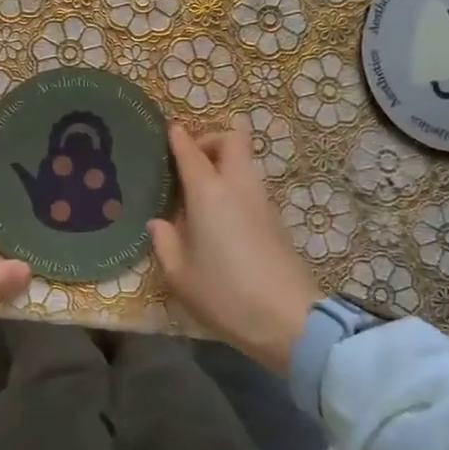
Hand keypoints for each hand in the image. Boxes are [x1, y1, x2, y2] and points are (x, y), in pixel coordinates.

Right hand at [148, 116, 322, 374]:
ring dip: (225, 163)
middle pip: (232, 140)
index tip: (170, 130)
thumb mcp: (180, 275)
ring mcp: (261, 201)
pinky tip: (219, 215)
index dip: (179, 138)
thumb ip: (165, 242)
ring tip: (201, 189)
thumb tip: (159, 222)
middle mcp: (237, 187)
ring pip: (245, 162)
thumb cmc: (225, 294)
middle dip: (211, 139)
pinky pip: (251, 186)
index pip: (192, 152)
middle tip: (192, 160)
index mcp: (208, 193)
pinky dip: (235, 185)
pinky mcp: (275, 220)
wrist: (289, 318)